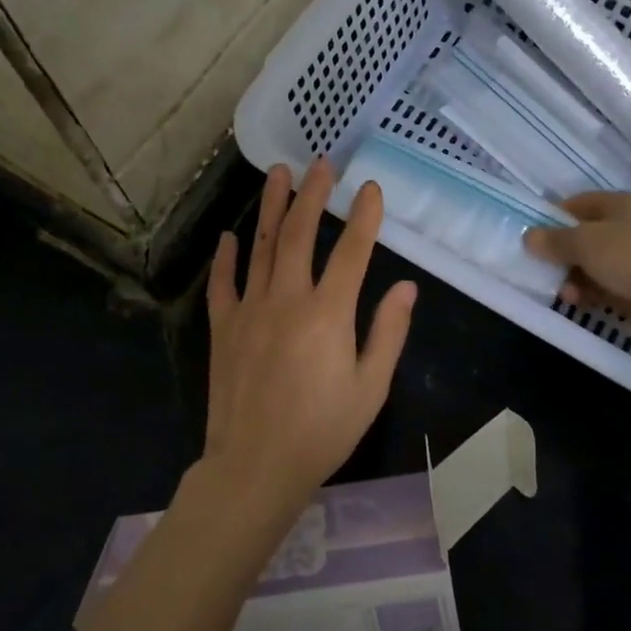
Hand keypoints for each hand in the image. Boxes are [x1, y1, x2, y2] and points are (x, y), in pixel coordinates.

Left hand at [202, 159, 417, 519]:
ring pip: (262, 246)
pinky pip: (224, 282)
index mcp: (328, 314)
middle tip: (322, 164)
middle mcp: (287, 299)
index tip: (371, 188)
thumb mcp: (370, 388)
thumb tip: (407, 288)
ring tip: (279, 174)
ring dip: (273, 207)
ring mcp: (250, 309)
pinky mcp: (224, 327)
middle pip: (301, 234)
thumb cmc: (322, 431)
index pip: (352, 252)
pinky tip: (231, 235)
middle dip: (314, 194)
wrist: (254, 467)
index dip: (364, 217)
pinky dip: (227, 256)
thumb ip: (388, 333)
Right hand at [523, 191, 630, 344]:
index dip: (551, 216)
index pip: (576, 204)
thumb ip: (554, 240)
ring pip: (587, 264)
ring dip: (569, 275)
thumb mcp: (586, 242)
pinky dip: (584, 292)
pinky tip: (572, 300)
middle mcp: (623, 228)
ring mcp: (629, 260)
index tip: (530, 234)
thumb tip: (528, 237)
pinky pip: (598, 286)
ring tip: (558, 289)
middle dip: (557, 252)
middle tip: (536, 266)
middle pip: (580, 236)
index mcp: (617, 205)